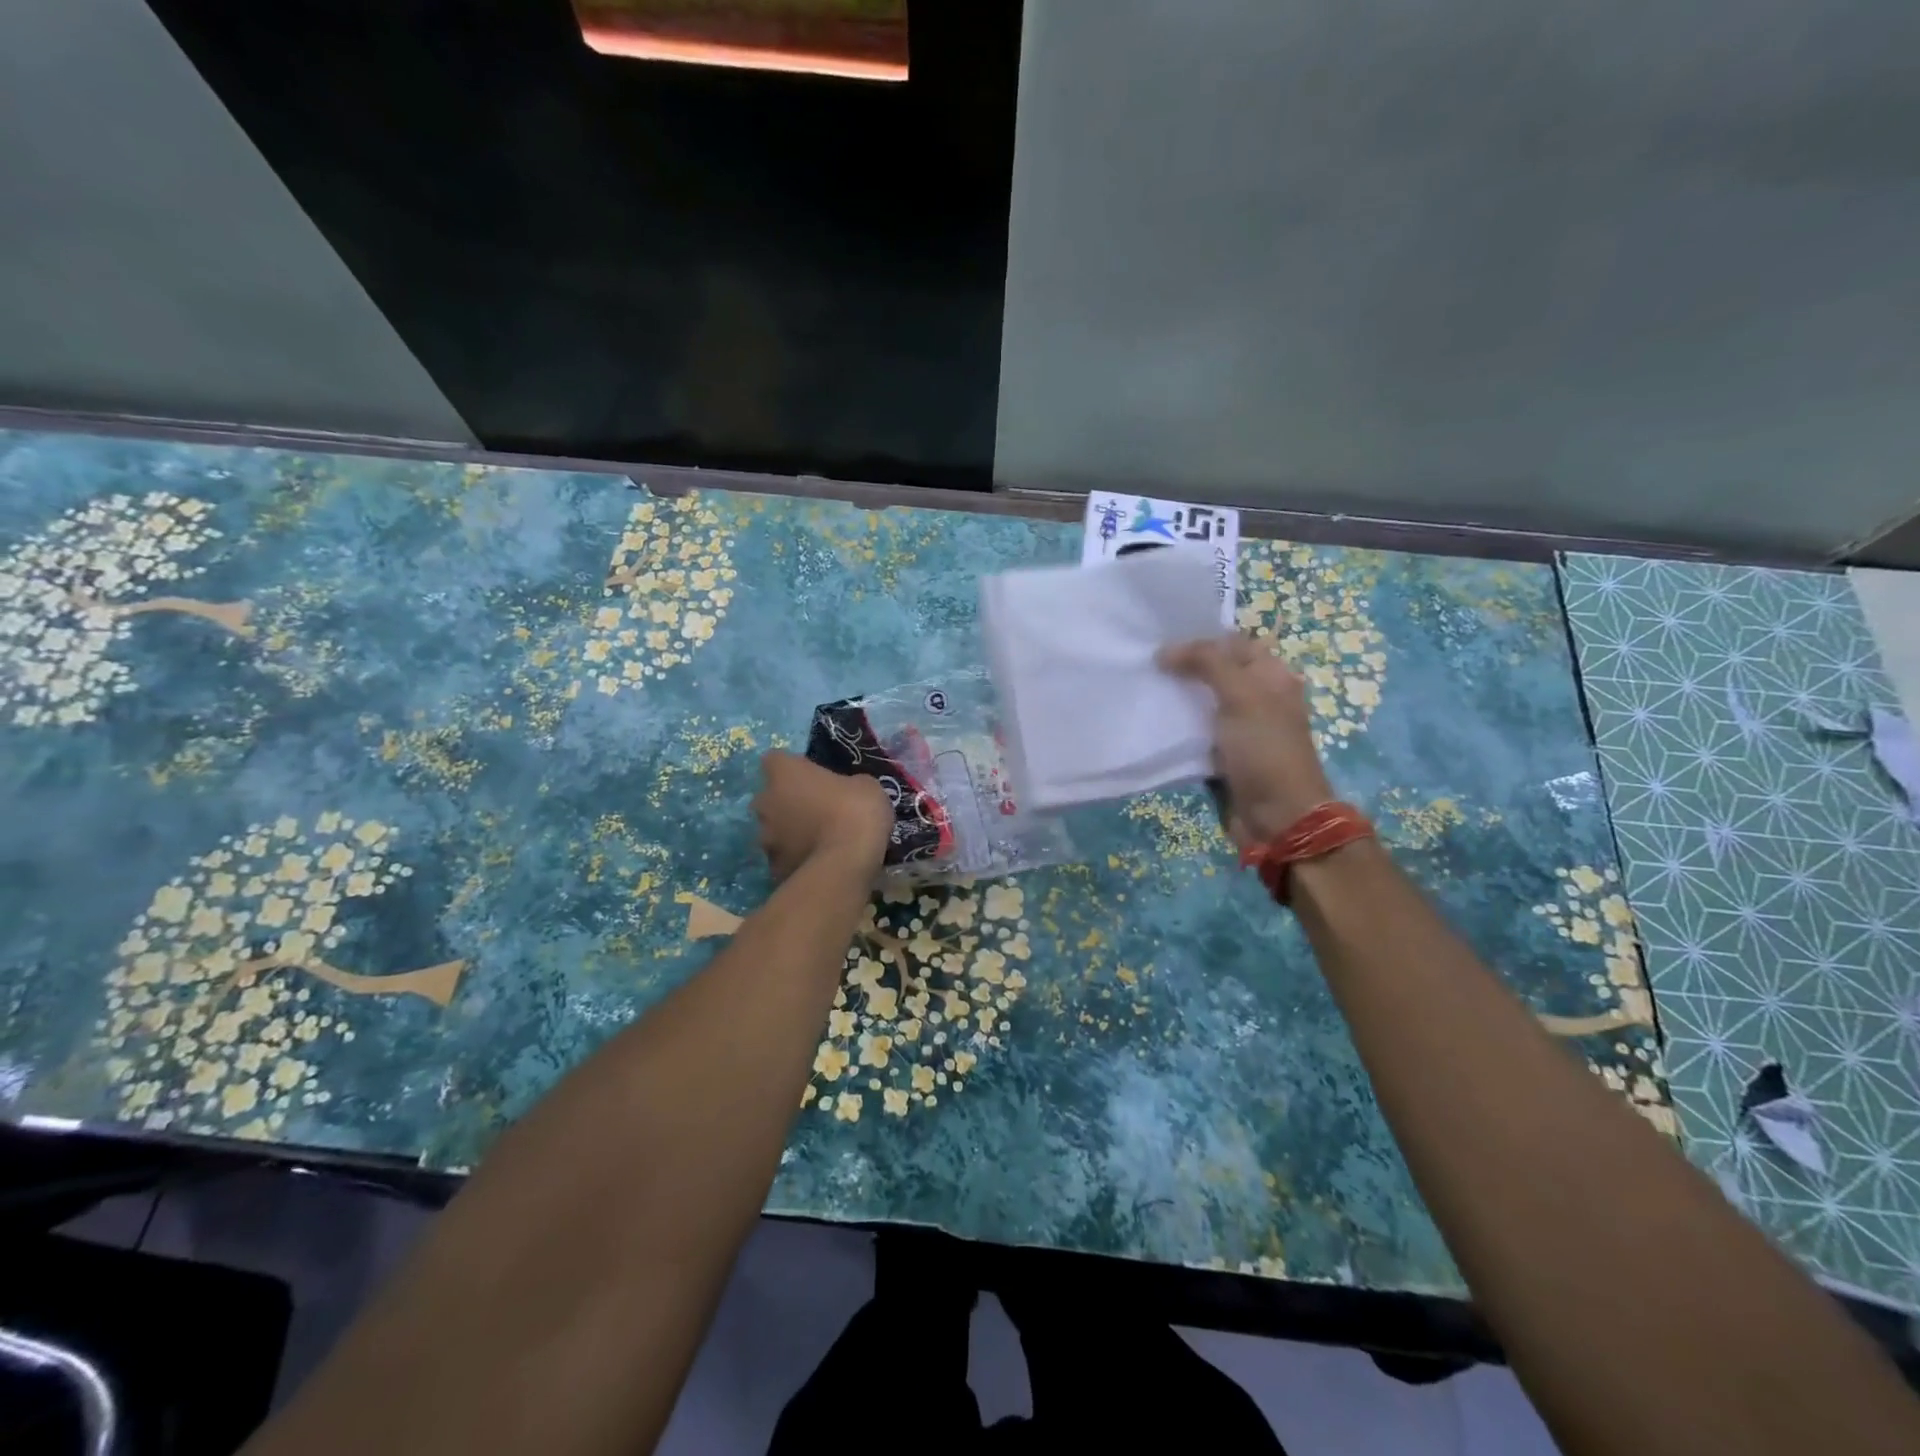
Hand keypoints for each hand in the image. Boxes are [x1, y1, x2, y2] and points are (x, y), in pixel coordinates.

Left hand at [752, 751, 892, 881]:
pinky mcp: (772, 867)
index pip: (776, 759)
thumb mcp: (866, 785)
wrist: (845, 864)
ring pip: (773, 828)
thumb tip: (846, 791)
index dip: (793, 767)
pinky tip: (819, 862)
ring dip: (790, 831)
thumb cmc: (855, 811)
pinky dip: (796, 857)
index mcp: (785, 773)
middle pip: (770, 796)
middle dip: (787, 801)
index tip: (813, 776)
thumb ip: (847, 784)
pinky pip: (784, 856)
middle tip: (817, 809)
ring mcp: (765, 837)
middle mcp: (765, 801)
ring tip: (818, 840)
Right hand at [1159, 634, 1335, 850]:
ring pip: (1201, 703)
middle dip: (1182, 668)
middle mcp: (1257, 698)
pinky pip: (1195, 733)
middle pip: (1215, 673)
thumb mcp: (1241, 696)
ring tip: (1140, 687)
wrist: (1278, 817)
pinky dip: (1176, 728)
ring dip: (1175, 698)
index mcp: (1271, 677)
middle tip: (1143, 663)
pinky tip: (1150, 721)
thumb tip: (1165, 650)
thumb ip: (1206, 664)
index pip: (1233, 644)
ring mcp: (1239, 729)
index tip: (1159, 639)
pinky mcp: (1222, 756)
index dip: (1200, 639)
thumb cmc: (1265, 750)